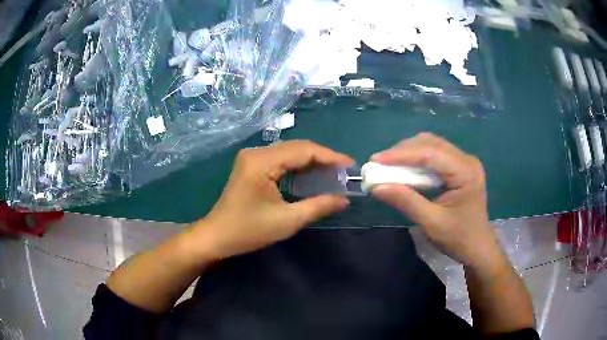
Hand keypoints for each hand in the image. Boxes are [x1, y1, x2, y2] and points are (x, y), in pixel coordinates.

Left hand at [188, 140, 352, 261]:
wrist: (216, 236)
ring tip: (333, 173)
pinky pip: (281, 160)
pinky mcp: (251, 165)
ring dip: (311, 162)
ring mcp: (252, 158)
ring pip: (290, 152)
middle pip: (297, 148)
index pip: (303, 150)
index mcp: (262, 162)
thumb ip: (318, 206)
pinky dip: (298, 166)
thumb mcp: (287, 221)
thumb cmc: (248, 231)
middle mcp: (256, 153)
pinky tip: (312, 176)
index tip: (350, 165)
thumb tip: (344, 199)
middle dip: (322, 158)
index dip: (330, 156)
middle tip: (344, 172)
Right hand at [370, 133, 499, 267]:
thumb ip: (406, 202)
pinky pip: (435, 155)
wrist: (478, 248)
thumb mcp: (432, 223)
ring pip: (432, 146)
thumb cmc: (459, 239)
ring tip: (388, 165)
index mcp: (465, 172)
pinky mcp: (459, 167)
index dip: (401, 154)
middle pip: (431, 144)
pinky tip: (405, 168)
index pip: (430, 153)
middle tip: (379, 163)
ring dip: (409, 153)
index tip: (375, 160)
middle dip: (403, 151)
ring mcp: (464, 162)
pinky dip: (417, 159)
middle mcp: (466, 160)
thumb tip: (376, 188)